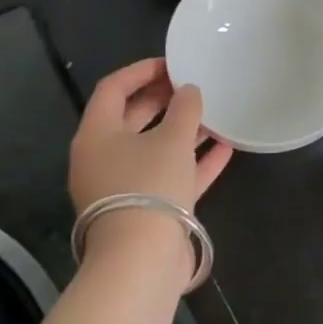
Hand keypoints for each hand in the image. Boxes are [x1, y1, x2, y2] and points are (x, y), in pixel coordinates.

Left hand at [69, 58, 233, 215]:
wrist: (141, 261)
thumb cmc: (149, 185)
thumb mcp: (172, 138)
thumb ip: (184, 108)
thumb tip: (189, 91)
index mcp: (96, 135)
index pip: (113, 89)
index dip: (141, 70)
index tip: (173, 63)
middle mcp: (103, 158)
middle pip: (132, 118)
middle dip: (164, 100)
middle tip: (194, 85)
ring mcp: (123, 187)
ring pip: (153, 148)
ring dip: (183, 131)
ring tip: (215, 114)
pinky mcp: (144, 210)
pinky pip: (169, 176)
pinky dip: (193, 161)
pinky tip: (225, 149)